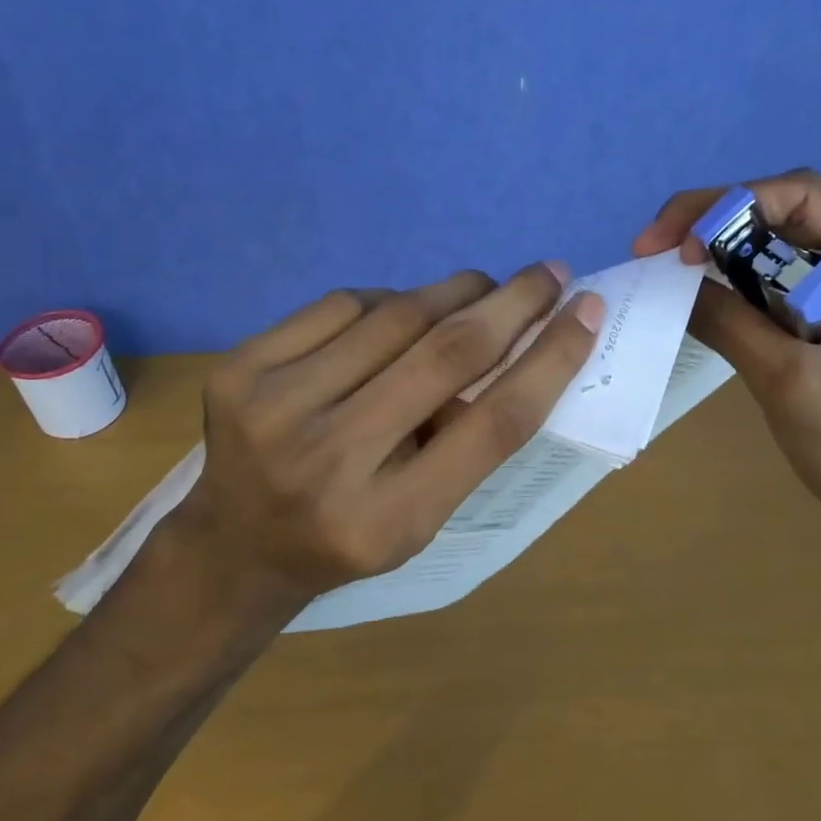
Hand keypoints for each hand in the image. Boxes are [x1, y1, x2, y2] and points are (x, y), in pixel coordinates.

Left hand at [160, 263, 604, 602]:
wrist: (234, 547)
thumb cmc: (349, 536)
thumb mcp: (424, 517)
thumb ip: (469, 439)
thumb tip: (515, 341)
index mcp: (389, 520)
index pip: (493, 424)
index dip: (550, 360)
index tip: (587, 313)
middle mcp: (328, 463)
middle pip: (446, 356)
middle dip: (512, 302)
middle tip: (549, 273)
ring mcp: (273, 410)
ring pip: (396, 316)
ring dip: (454, 291)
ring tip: (481, 288)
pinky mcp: (239, 370)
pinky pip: (342, 304)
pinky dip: (388, 300)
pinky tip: (399, 313)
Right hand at [634, 170, 820, 546]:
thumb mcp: (791, 381)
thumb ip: (729, 321)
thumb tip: (669, 278)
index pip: (805, 195)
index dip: (729, 205)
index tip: (672, 243)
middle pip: (791, 212)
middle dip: (718, 225)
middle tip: (654, 250)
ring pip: (783, 242)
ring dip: (725, 252)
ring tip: (668, 268)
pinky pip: (786, 275)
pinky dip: (741, 281)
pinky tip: (702, 291)